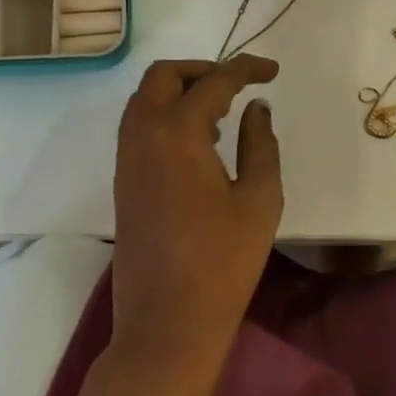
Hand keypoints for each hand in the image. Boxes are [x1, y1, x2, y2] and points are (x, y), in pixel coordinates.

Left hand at [109, 55, 282, 377]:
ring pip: (145, 98)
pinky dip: (166, 115)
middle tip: (237, 85)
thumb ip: (260, 142)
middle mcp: (143, 133)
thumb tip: (256, 108)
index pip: (214, 81)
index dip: (246, 68)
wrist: (166, 326)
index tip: (272, 71)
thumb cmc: (223, 262)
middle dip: (202, 70)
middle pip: (164, 75)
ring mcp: (126, 157)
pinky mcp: (122, 180)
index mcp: (177, 131)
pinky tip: (199, 144)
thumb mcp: (259, 198)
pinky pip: (139, 125)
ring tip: (221, 115)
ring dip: (180, 91)